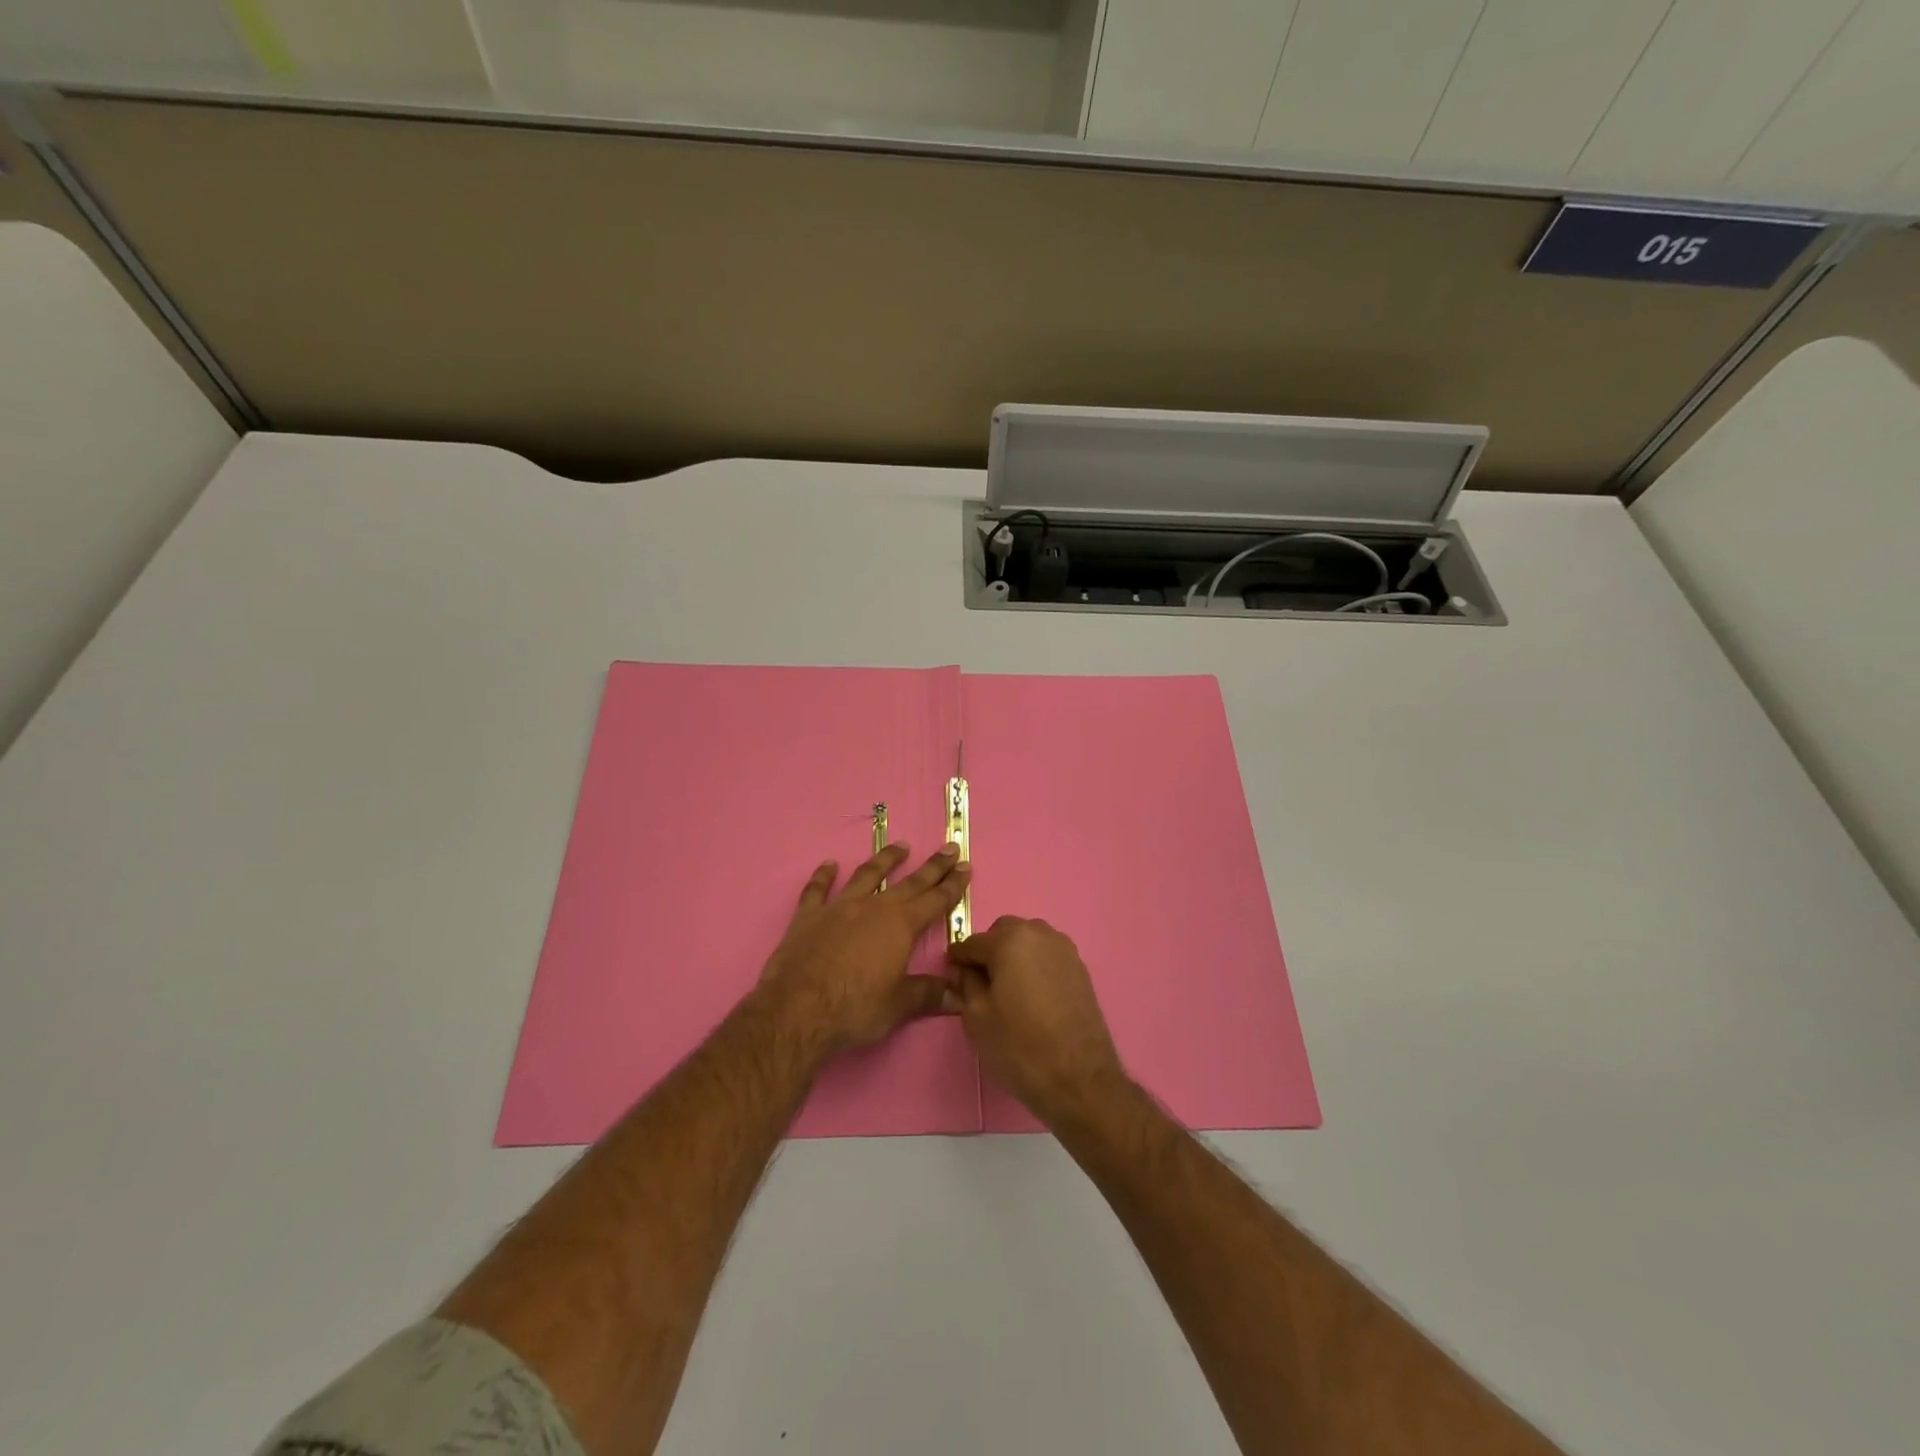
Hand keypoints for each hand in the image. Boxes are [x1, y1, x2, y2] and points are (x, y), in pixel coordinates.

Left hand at [757, 843, 969, 1056]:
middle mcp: (873, 908)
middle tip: (948, 847)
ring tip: (900, 846)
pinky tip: (828, 865)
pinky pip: (817, 889)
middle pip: (909, 882)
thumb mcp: (898, 1006)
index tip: (965, 865)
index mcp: (900, 926)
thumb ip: (928, 995)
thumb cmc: (854, 1009)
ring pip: (867, 875)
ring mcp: (838, 908)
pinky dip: (823, 876)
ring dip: (885, 860)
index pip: (935, 900)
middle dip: (932, 866)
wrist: (796, 1010)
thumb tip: (959, 995)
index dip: (952, 884)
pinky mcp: (808, 916)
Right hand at [946, 916, 1124, 1124]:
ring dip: (1014, 956)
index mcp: (1010, 940)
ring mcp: (1064, 949)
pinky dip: (1034, 966)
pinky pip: (1047, 956)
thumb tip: (965, 970)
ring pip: (1028, 941)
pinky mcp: (1080, 968)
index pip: (973, 942)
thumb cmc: (1020, 1046)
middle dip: (989, 951)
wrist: (1079, 1078)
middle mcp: (1040, 934)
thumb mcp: (976, 1017)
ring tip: (1008, 990)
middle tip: (981, 983)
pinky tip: (1031, 995)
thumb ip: (966, 984)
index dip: (959, 958)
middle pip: (1003, 933)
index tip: (951, 972)